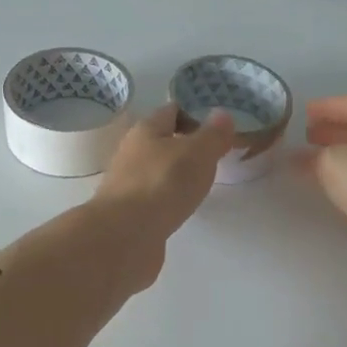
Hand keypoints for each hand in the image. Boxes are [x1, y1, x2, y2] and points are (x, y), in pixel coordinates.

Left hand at [90, 103, 234, 286]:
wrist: (124, 236)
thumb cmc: (163, 184)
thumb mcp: (198, 153)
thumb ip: (213, 134)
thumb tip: (222, 114)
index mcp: (146, 130)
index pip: (172, 111)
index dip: (196, 114)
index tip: (220, 129)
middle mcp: (132, 152)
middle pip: (163, 141)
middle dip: (188, 146)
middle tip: (216, 157)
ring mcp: (128, 184)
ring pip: (158, 170)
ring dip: (178, 174)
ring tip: (203, 183)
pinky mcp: (129, 212)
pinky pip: (154, 197)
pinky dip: (169, 198)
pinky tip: (182, 207)